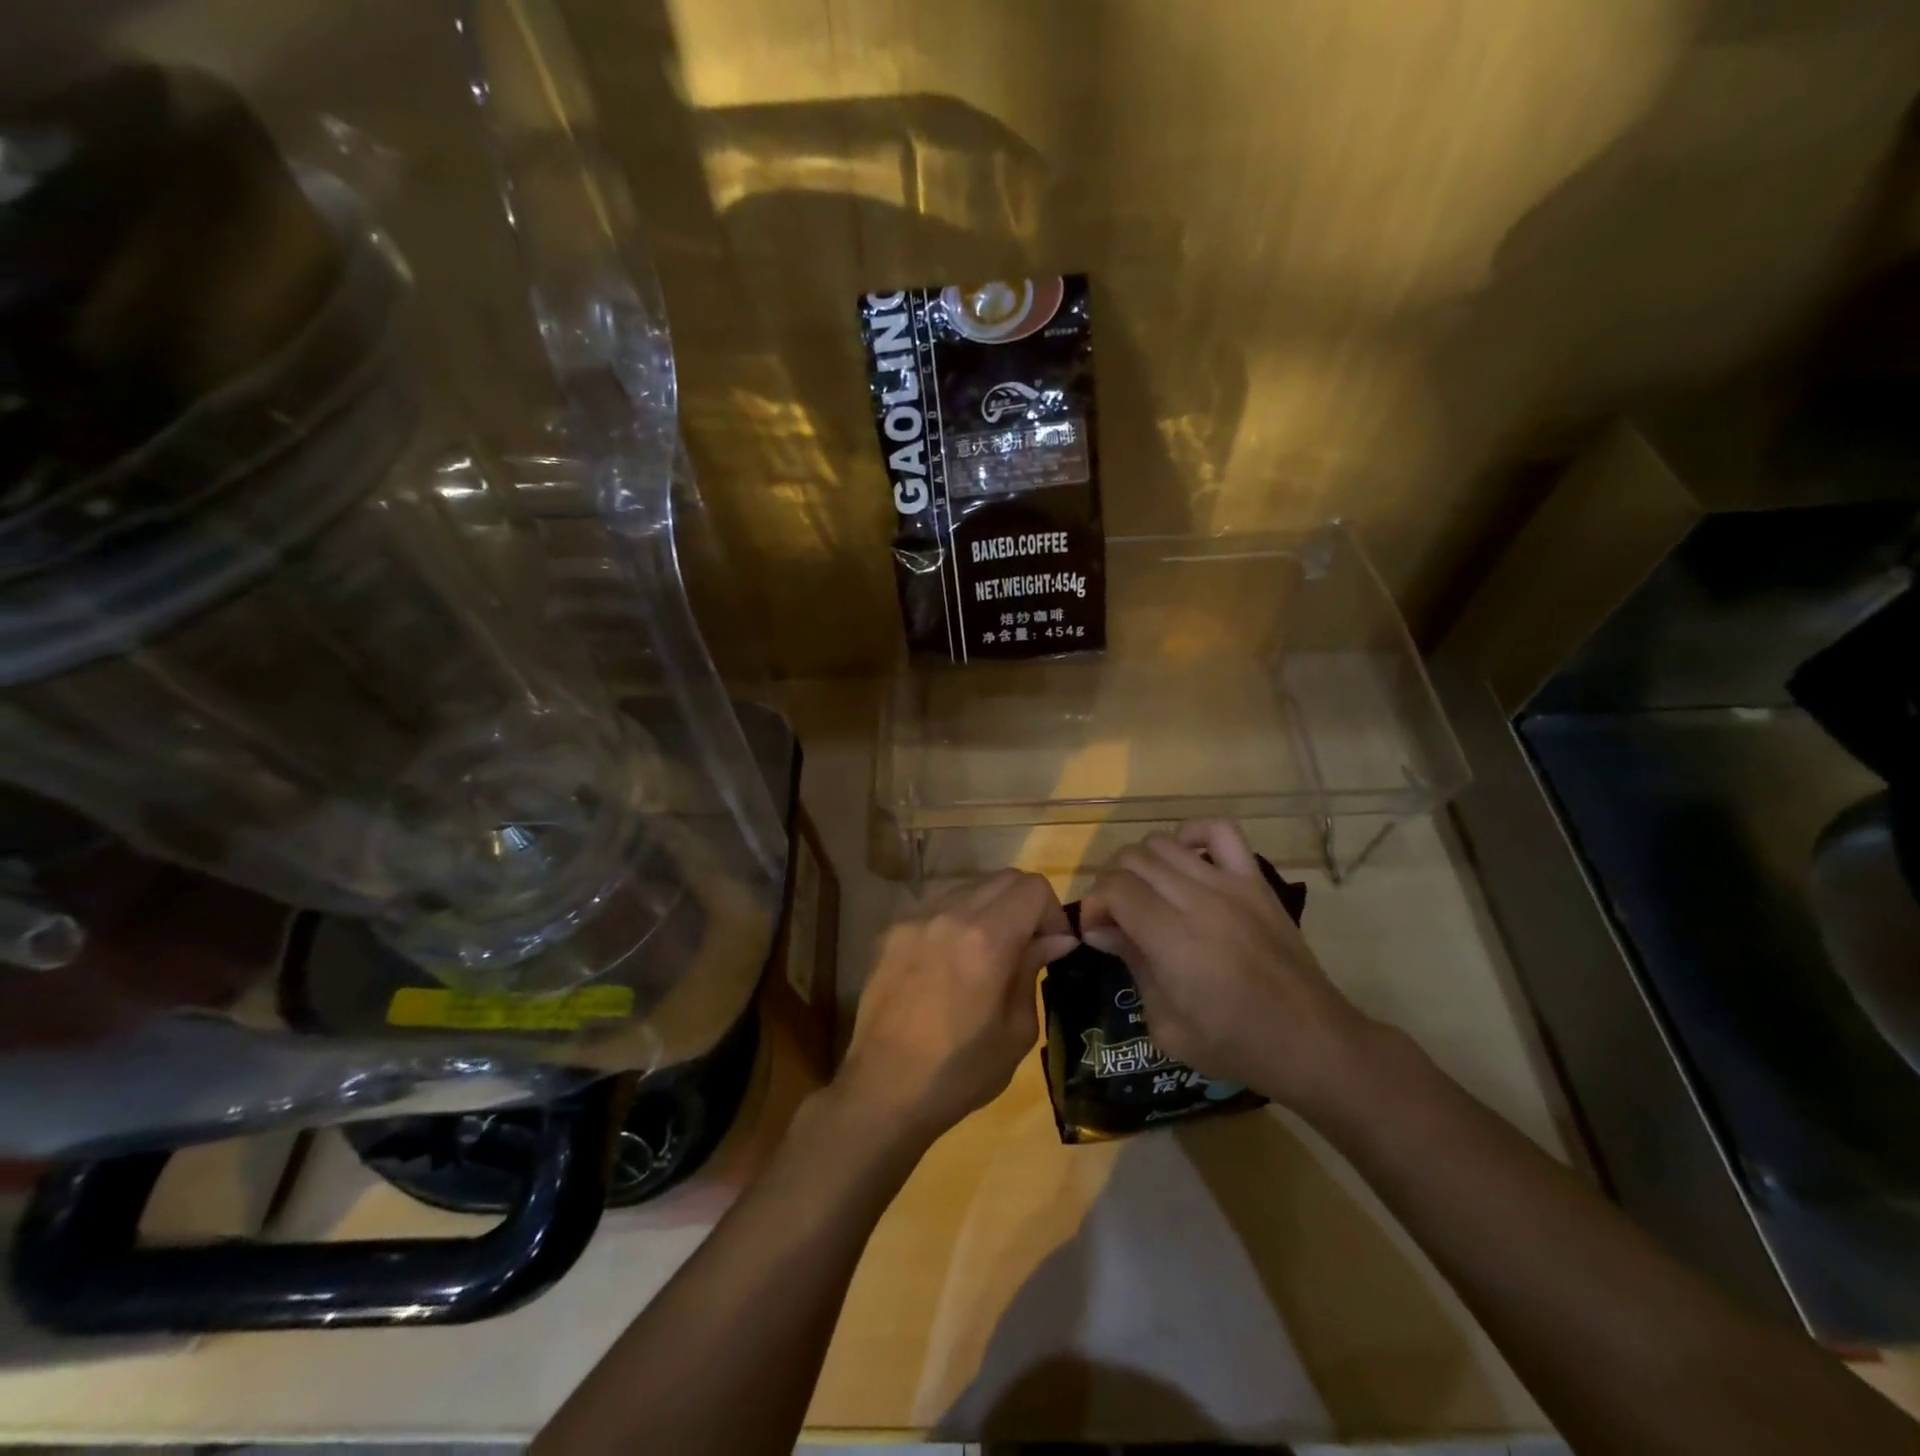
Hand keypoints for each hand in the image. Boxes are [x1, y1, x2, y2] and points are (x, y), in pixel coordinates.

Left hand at [836, 870, 1076, 1146]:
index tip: (1053, 946)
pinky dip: (956, 920)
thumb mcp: (1016, 1030)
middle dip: (1025, 905)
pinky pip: (936, 907)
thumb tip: (1054, 939)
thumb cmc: (960, 1071)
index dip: (1053, 912)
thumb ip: (1033, 970)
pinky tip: (951, 961)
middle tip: (1027, 946)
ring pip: (968, 886)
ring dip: (990, 908)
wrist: (883, 1090)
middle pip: (1003, 878)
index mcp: (986, 938)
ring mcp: (915, 919)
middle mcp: (949, 913)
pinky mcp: (891, 932)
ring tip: (988, 951)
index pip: (1033, 887)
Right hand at [1079, 819, 1371, 1112]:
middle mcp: (1199, 900)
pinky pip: (1220, 830)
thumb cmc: (1233, 1045)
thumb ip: (1132, 964)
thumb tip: (1100, 928)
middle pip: (1133, 860)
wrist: (1310, 1042)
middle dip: (1111, 884)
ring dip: (1142, 863)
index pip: (1115, 889)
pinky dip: (1192, 833)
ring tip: (1146, 892)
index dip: (1092, 905)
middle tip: (1116, 916)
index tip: (1095, 931)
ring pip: (1163, 842)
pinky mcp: (1255, 880)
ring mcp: (1230, 885)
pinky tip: (1185, 859)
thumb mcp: (1165, 1023)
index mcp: (1174, 940)